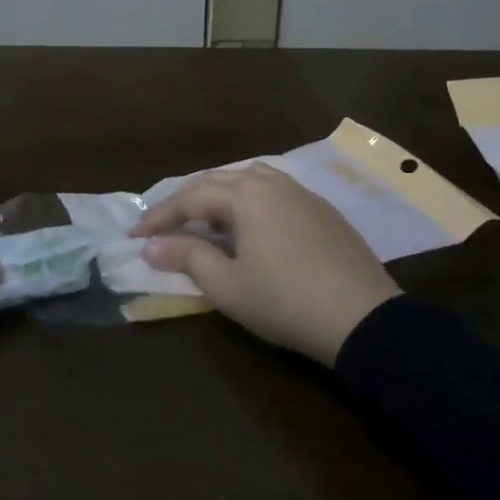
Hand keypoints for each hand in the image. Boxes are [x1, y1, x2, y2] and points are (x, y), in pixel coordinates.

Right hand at [131, 164, 399, 365]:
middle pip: (219, 181)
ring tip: (205, 219)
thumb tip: (153, 246)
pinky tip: (251, 226)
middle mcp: (273, 184)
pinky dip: (250, 202)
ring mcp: (303, 195)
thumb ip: (187, 258)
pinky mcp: (324, 212)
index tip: (135, 236)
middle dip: (187, 202)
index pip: (191, 198)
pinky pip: (276, 193)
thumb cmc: (285, 301)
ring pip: (251, 180)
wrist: (363, 319)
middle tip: (164, 225)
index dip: (160, 217)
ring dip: (220, 196)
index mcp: (246, 195)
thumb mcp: (227, 285)